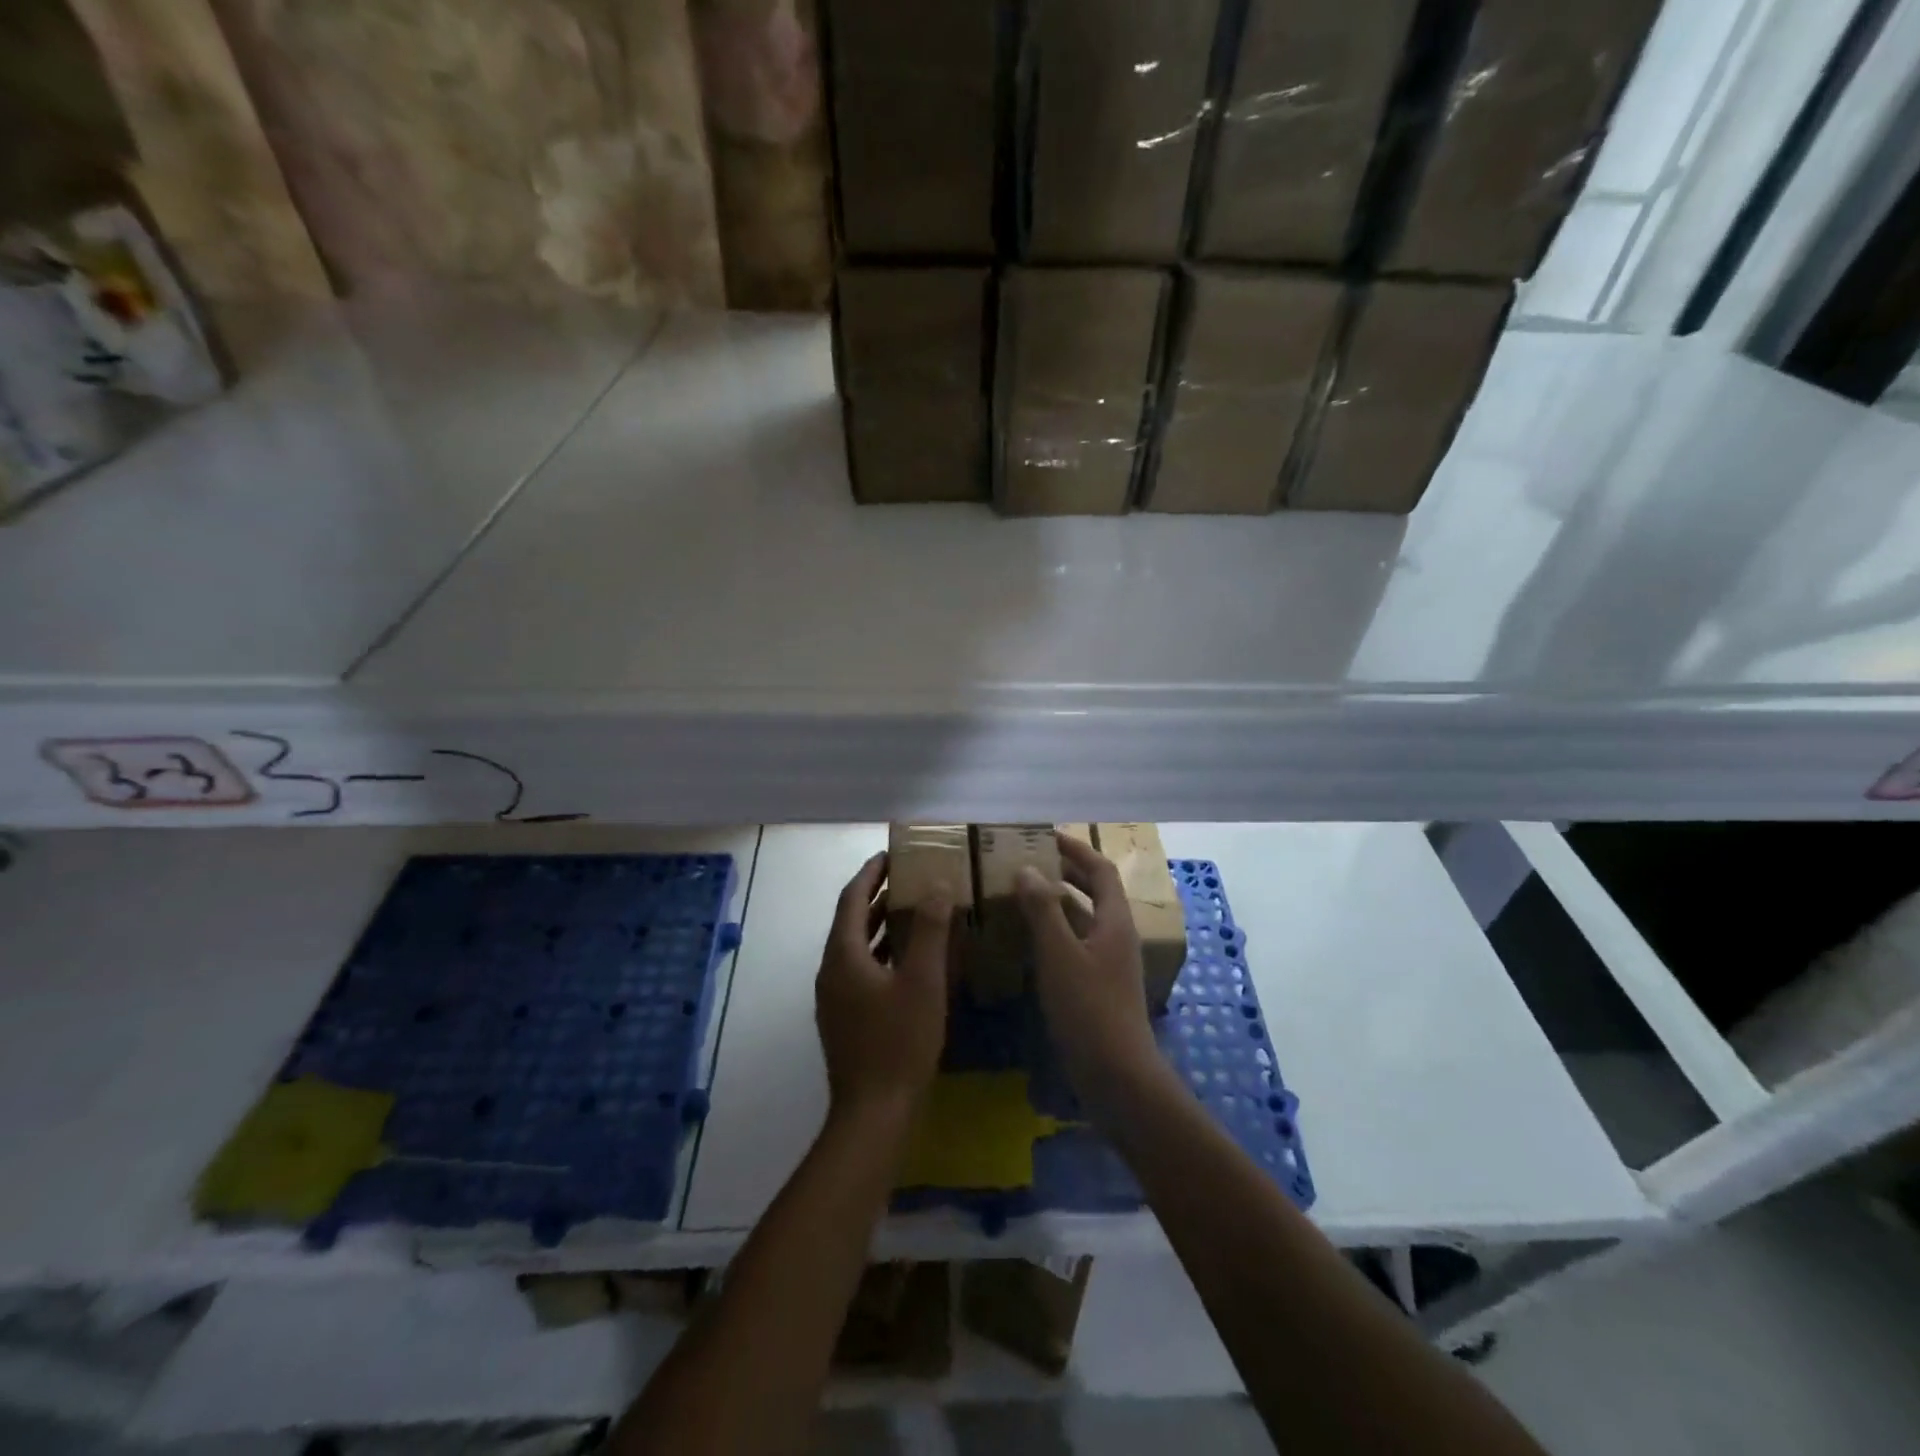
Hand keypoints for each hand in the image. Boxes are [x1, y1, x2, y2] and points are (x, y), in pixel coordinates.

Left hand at [815, 853, 954, 1121]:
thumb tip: (936, 885)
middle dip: (878, 896)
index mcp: (843, 955)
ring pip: (857, 947)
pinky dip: (883, 953)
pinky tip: (910, 960)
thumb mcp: (923, 981)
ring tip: (914, 909)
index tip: (891, 854)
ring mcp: (835, 997)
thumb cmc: (899, 1041)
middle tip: (910, 878)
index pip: (852, 898)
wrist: (874, 1113)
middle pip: (852, 920)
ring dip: (881, 925)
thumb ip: (929, 929)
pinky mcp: (845, 1018)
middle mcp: (831, 970)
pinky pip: (861, 969)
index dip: (870, 873)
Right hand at [1016, 834, 1162, 1108]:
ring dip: (1058, 902)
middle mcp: (1117, 936)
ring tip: (1023, 895)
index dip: (1075, 849)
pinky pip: (1076, 944)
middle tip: (1029, 862)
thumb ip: (1043, 910)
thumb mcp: (1059, 954)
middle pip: (1095, 891)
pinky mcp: (1099, 986)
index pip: (1100, 870)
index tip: (1044, 836)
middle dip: (1065, 872)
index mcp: (1115, 921)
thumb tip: (1026, 870)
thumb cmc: (1089, 1008)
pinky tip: (1029, 941)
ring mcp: (1110, 963)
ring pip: (1084, 919)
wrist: (1117, 1076)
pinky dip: (1055, 932)